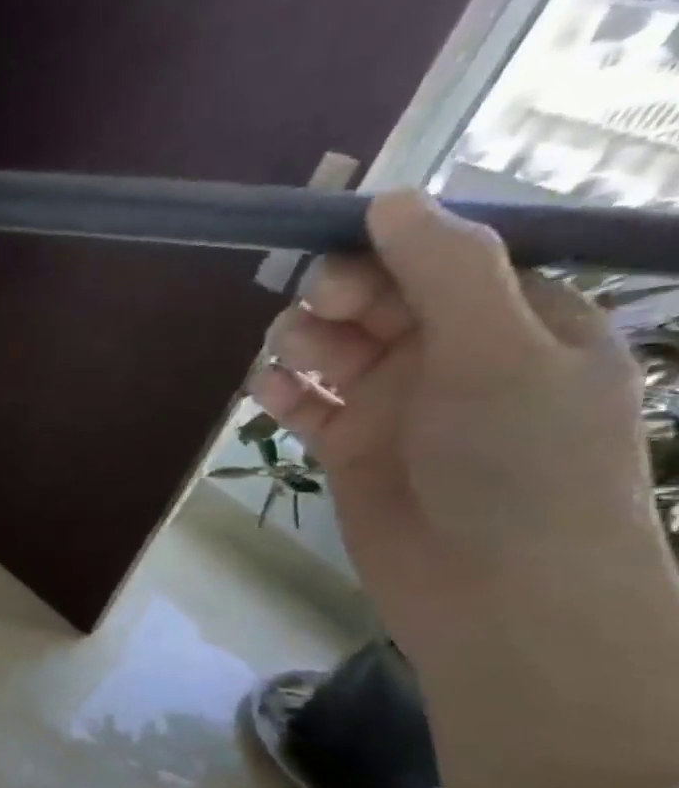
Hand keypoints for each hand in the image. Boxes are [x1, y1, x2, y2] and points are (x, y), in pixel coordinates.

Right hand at [253, 189, 678, 787]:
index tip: (332, 243)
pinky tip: (268, 391)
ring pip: (330, 348)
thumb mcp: (498, 350)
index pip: (441, 258)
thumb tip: (389, 197)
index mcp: (517, 321)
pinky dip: (281, 391)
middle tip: (315, 306)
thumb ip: (446, 270)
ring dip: (303, 341)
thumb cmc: (519, 462)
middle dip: (339, 293)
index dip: (386, 246)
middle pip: (376, 299)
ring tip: (289, 356)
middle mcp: (454, 355)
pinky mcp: (349, 448)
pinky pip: (303, 403)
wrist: (497, 590)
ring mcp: (397, 405)